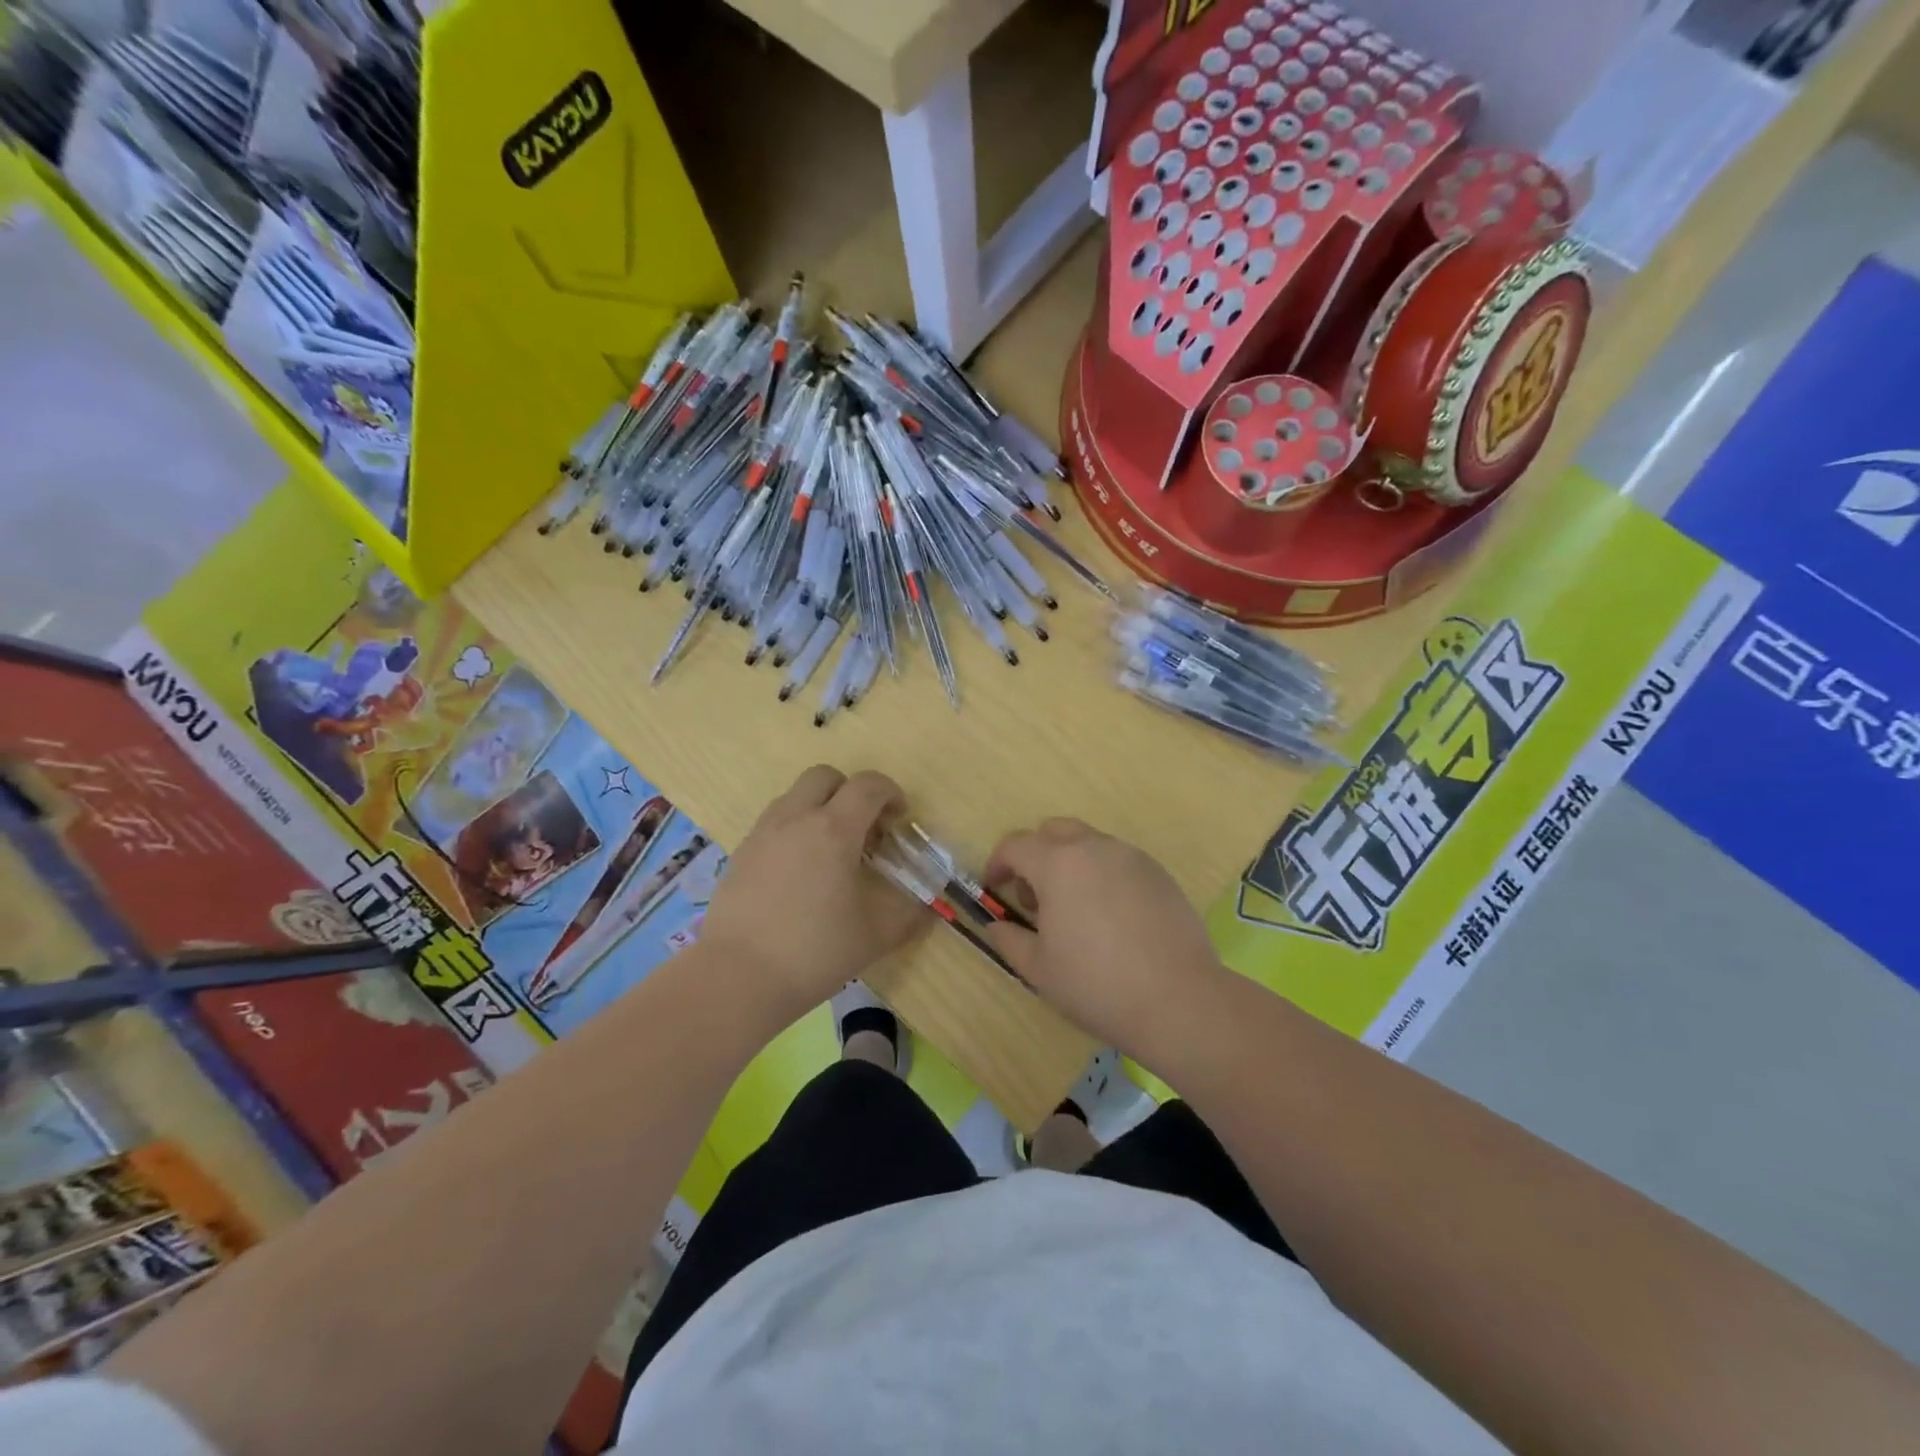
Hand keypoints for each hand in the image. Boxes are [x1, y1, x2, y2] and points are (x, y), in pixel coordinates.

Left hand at [700, 766, 927, 1017]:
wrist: (738, 977)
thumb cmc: (814, 952)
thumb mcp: (875, 937)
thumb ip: (908, 915)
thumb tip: (926, 908)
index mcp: (834, 830)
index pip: (868, 786)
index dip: (891, 793)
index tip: (899, 818)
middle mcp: (796, 819)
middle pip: (825, 776)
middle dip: (850, 791)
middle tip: (864, 828)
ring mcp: (763, 833)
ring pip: (795, 796)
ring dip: (819, 808)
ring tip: (830, 850)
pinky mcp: (741, 853)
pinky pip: (773, 823)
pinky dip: (794, 830)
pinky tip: (799, 872)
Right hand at [982, 818, 1225, 1061]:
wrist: (1179, 1000)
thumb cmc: (1096, 984)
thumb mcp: (1038, 969)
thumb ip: (1009, 939)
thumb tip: (996, 925)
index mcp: (1058, 864)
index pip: (1016, 845)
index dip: (998, 862)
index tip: (995, 887)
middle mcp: (1094, 848)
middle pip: (1054, 831)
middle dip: (1036, 854)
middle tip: (1035, 897)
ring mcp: (1132, 857)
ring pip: (1089, 843)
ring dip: (1070, 863)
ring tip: (1075, 910)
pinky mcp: (1159, 873)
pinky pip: (1119, 861)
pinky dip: (1103, 875)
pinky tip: (1111, 917)